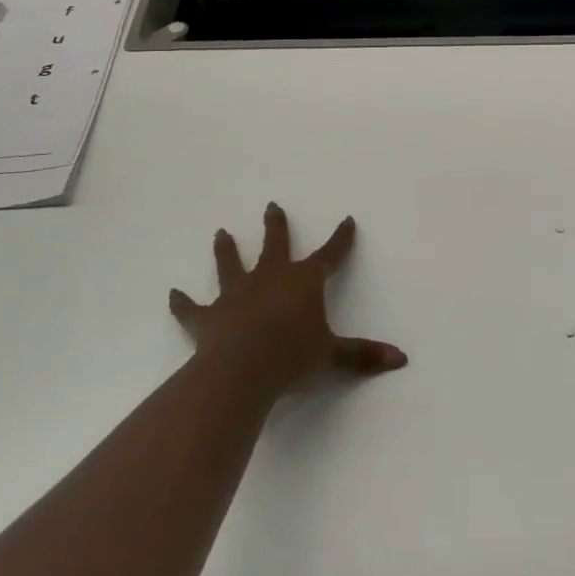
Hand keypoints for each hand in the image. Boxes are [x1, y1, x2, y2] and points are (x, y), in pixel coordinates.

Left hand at [169, 203, 407, 391]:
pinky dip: (182, 303)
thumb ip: (364, 356)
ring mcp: (236, 295)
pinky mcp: (208, 317)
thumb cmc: (294, 357)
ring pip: (231, 264)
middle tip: (271, 206)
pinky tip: (172, 295)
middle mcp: (270, 278)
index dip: (341, 239)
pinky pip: (192, 308)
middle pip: (274, 244)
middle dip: (275, 225)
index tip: (346, 220)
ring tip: (220, 233)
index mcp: (304, 282)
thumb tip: (402, 359)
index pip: (329, 255)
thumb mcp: (334, 356)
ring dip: (226, 250)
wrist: (243, 370)